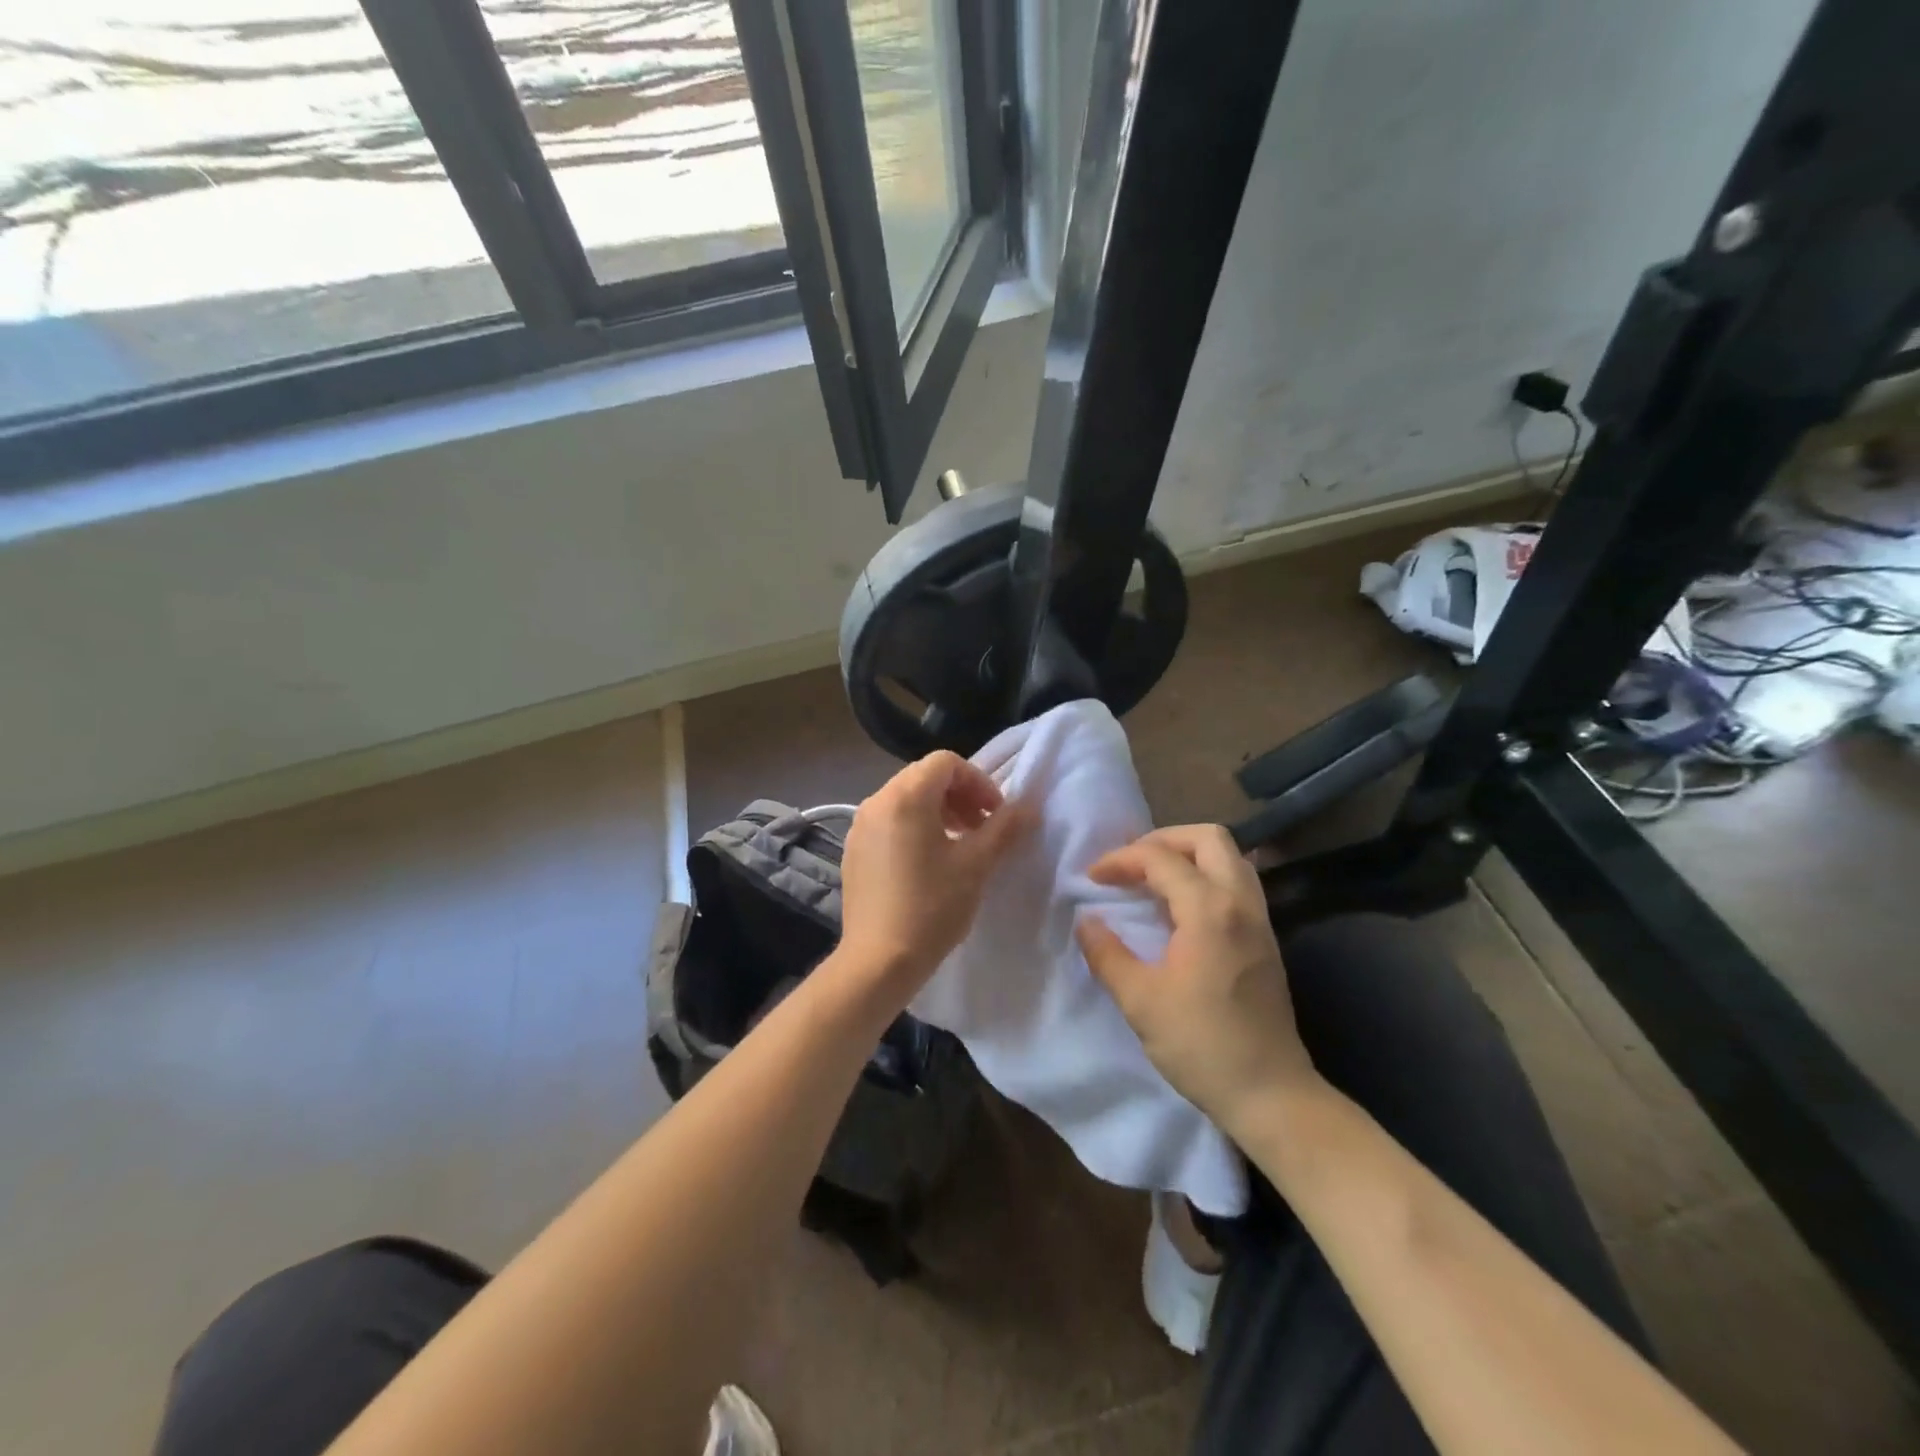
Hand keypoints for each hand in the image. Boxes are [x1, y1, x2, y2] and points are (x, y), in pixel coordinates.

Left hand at [835, 751, 1031, 1008]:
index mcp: (905, 796)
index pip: (946, 763)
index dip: (978, 782)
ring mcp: (860, 826)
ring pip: (906, 799)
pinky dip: (915, 827)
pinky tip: (929, 863)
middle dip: (960, 796)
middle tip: (982, 828)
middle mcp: (877, 801)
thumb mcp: (976, 864)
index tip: (996, 814)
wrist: (878, 960)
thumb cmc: (932, 906)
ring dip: (939, 811)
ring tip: (960, 845)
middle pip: (925, 777)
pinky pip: (889, 822)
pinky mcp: (854, 850)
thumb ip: (1004, 827)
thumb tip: (1028, 806)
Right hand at [1075, 824, 1319, 1134]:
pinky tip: (1181, 906)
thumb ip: (1107, 954)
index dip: (1121, 859)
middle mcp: (1241, 902)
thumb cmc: (1201, 1045)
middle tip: (1130, 862)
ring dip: (1189, 854)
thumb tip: (1086, 921)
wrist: (1271, 1093)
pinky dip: (1206, 875)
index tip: (1092, 878)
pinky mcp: (1266, 938)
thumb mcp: (1140, 1001)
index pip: (1160, 858)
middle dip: (1163, 838)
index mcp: (1209, 910)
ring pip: (1230, 856)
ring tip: (1153, 876)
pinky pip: (1237, 882)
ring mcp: (1260, 919)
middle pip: (1208, 837)